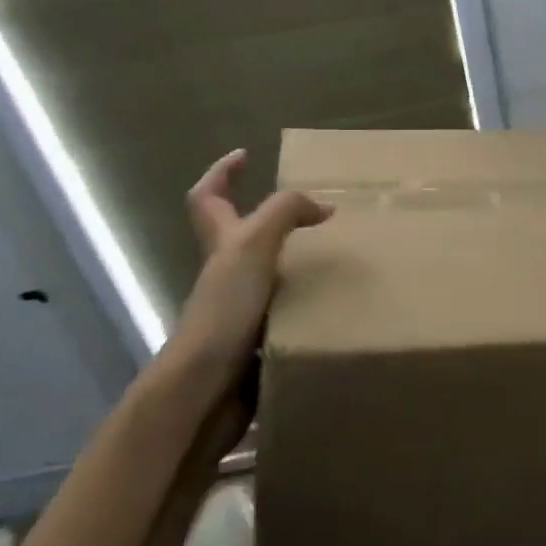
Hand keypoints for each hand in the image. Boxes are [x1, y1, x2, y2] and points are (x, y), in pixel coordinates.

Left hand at [172, 149, 333, 374]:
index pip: (208, 196)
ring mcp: (240, 307)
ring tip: (339, 254)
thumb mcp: (253, 244)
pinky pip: (287, 309)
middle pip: (241, 235)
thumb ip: (285, 213)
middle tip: (316, 212)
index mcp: (220, 243)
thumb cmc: (224, 309)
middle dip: (273, 219)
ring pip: (269, 272)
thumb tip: (324, 207)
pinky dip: (308, 301)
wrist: (206, 390)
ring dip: (298, 261)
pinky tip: (336, 302)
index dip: (222, 172)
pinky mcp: (257, 338)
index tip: (246, 155)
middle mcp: (226, 272)